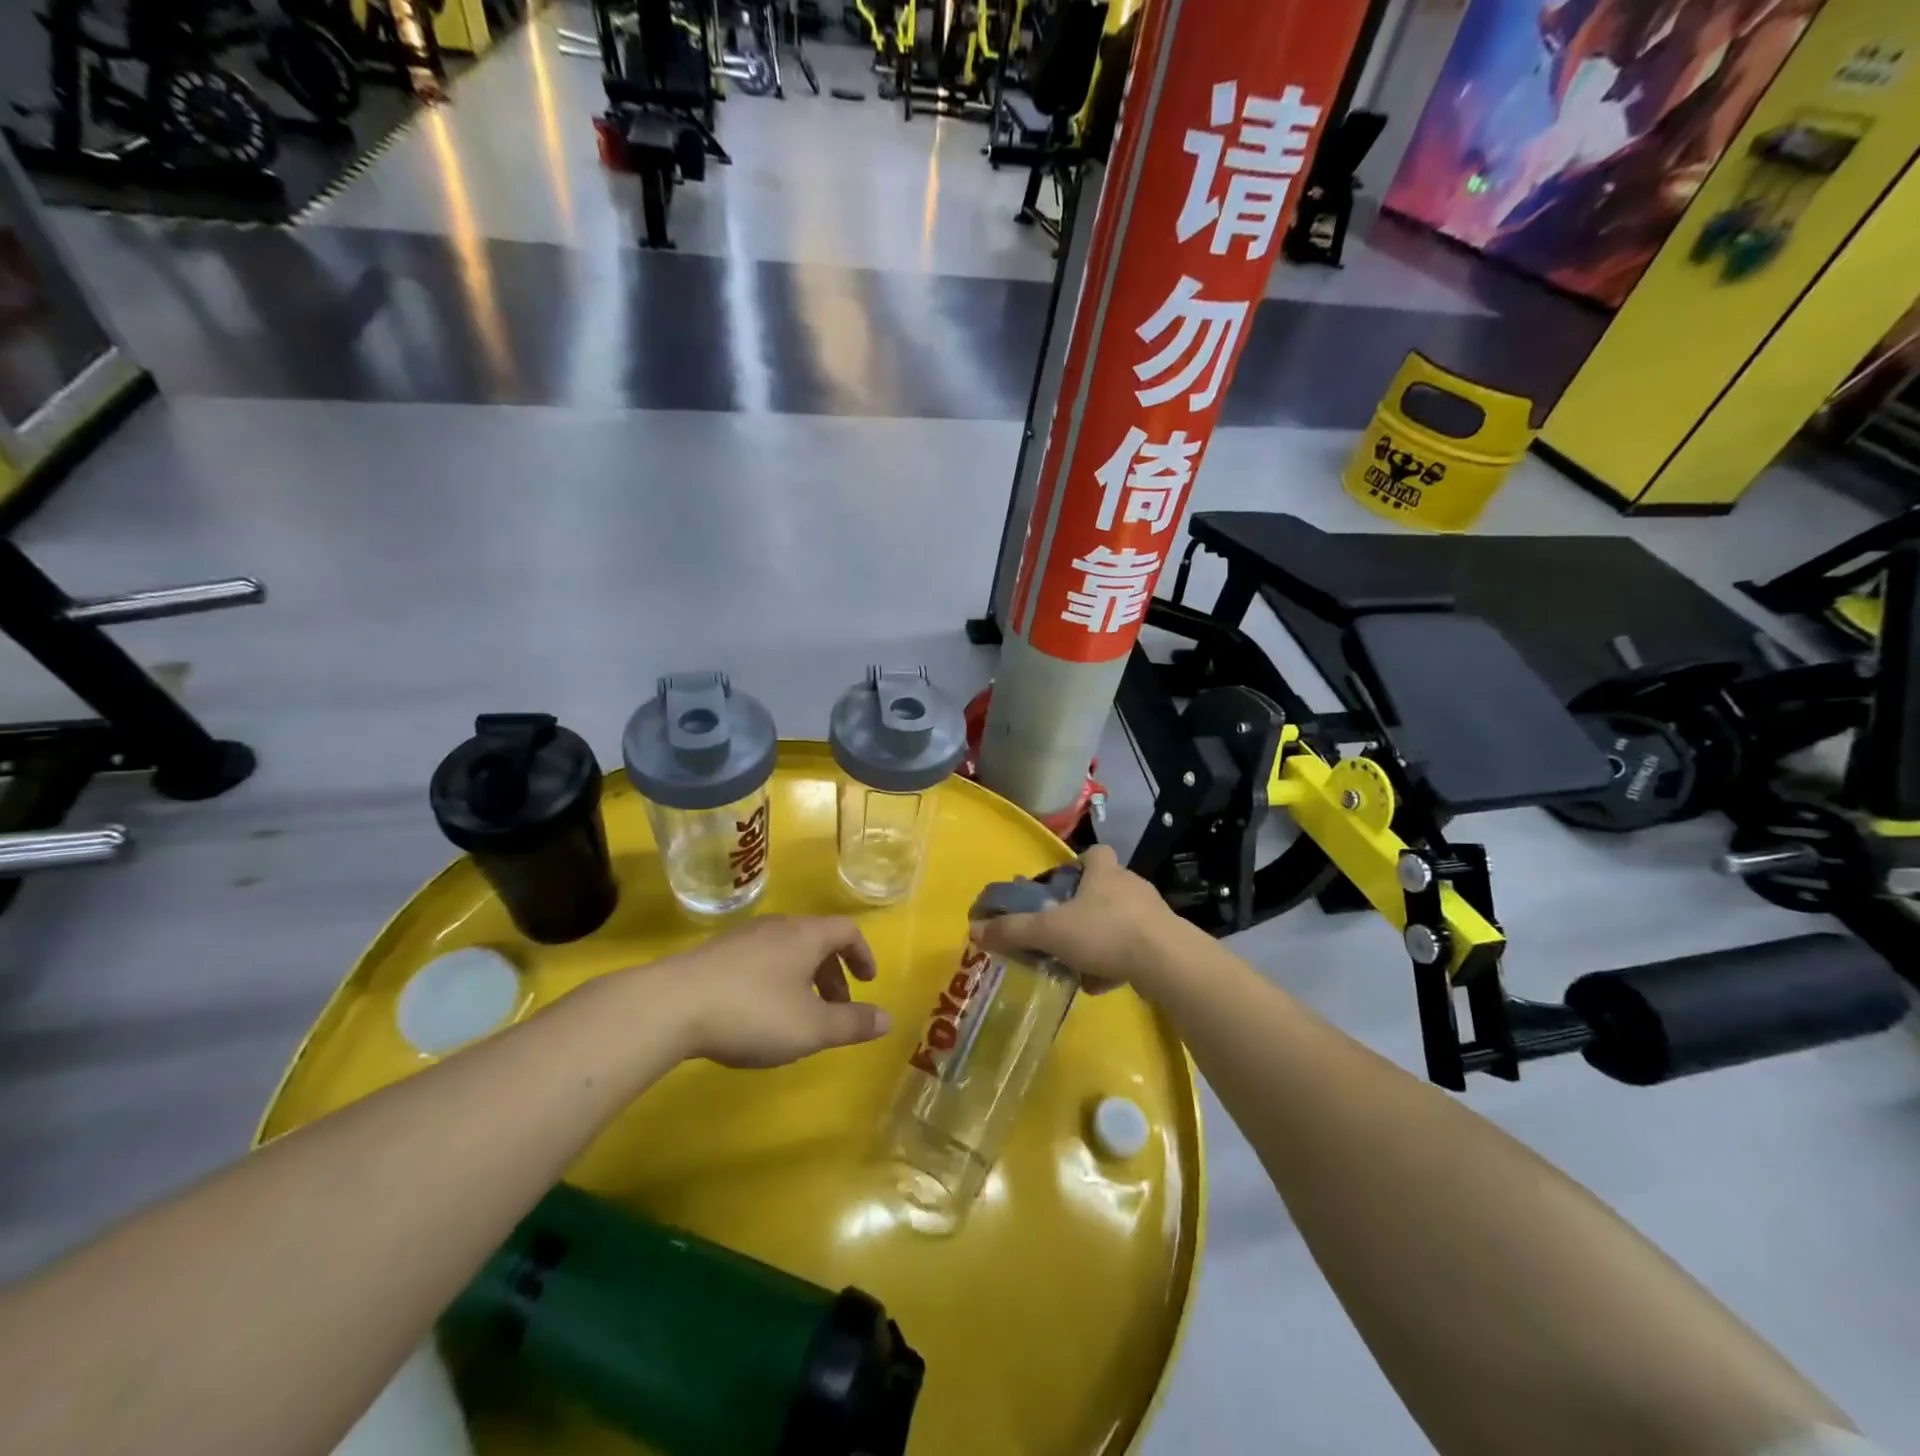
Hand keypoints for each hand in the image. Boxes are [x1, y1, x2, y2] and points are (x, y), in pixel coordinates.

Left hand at [656, 915, 890, 1068]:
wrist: (670, 1006)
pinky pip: (759, 960)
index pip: (846, 931)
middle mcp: (777, 927)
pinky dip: (774, 980)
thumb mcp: (811, 1027)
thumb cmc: (753, 1012)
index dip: (862, 954)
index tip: (868, 982)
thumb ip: (852, 1023)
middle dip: (833, 973)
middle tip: (837, 1008)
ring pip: (786, 950)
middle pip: (816, 940)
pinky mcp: (714, 954)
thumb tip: (888, 1019)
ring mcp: (742, 938)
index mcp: (806, 936)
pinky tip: (757, 1013)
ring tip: (798, 1014)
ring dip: (803, 978)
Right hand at [970, 846, 1182, 994]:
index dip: (1077, 865)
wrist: (1166, 962)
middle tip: (1062, 930)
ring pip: (1118, 921)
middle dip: (1083, 908)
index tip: (1060, 886)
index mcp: (1104, 871)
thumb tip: (974, 930)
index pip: (1093, 853)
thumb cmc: (1104, 932)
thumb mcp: (1050, 932)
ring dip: (1099, 940)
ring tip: (1078, 964)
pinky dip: (1116, 963)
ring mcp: (1152, 913)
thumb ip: (1013, 931)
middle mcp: (1130, 885)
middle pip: (1104, 888)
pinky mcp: (1166, 941)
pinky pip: (1133, 947)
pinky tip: (1101, 983)